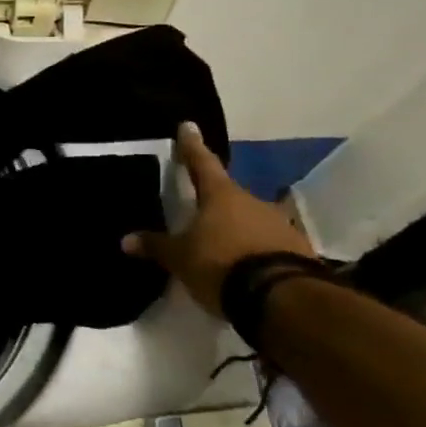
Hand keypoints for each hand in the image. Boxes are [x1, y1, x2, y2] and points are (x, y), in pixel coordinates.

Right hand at [123, 122, 313, 313]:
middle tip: (199, 207)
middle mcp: (253, 202)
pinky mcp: (299, 251)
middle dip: (214, 199)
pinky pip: (270, 243)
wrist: (283, 299)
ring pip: (252, 218)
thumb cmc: (222, 264)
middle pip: (228, 194)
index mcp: (221, 195)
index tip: (188, 126)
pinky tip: (247, 264)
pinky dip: (257, 249)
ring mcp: (281, 225)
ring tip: (222, 243)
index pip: (201, 163)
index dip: (191, 146)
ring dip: (238, 226)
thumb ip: (156, 246)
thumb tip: (126, 240)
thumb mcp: (180, 258)